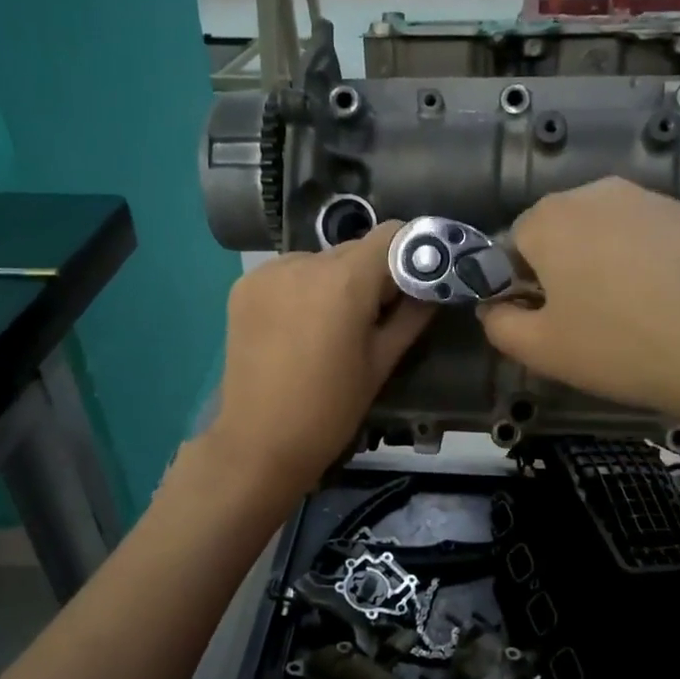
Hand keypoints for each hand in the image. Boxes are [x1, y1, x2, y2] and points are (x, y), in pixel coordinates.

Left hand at [206, 221, 434, 496]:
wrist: (259, 443)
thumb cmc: (331, 409)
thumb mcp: (381, 363)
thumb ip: (412, 315)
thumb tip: (435, 285)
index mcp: (343, 281)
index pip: (392, 235)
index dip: (413, 252)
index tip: (420, 281)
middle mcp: (302, 262)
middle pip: (355, 249)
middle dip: (374, 274)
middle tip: (379, 315)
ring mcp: (268, 272)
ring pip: (321, 260)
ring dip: (337, 281)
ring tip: (334, 327)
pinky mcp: (244, 286)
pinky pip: (289, 273)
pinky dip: (304, 289)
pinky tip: (301, 327)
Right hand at [478, 178, 679, 436]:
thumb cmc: (623, 346)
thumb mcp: (542, 351)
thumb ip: (500, 326)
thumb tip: (495, 308)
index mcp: (551, 219)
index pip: (514, 245)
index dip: (524, 287)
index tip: (549, 323)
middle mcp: (600, 193)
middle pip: (565, 234)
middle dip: (568, 272)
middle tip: (592, 324)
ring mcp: (658, 199)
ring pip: (615, 235)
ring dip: (613, 267)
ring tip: (640, 318)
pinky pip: (660, 240)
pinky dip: (658, 266)